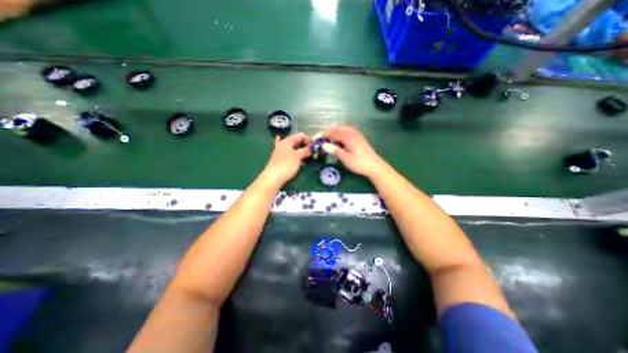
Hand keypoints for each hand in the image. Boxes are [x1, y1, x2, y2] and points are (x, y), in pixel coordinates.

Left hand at [262, 133, 311, 184]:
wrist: (273, 178)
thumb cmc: (286, 164)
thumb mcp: (298, 156)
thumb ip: (306, 150)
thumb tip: (312, 147)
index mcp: (288, 141)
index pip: (301, 135)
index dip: (309, 139)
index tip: (316, 146)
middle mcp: (284, 144)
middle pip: (297, 141)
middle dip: (306, 145)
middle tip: (313, 151)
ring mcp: (281, 152)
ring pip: (294, 148)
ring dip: (301, 150)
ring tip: (308, 155)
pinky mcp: (281, 160)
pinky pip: (290, 155)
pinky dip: (295, 154)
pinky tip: (295, 154)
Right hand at [324, 126, 387, 177]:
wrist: (375, 166)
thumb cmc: (359, 163)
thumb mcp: (345, 158)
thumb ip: (334, 150)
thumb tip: (323, 144)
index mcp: (348, 136)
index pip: (333, 132)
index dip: (324, 135)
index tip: (316, 139)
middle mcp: (352, 132)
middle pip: (337, 128)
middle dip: (328, 133)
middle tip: (322, 140)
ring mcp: (356, 134)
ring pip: (342, 129)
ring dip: (334, 133)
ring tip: (329, 142)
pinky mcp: (359, 138)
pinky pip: (347, 132)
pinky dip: (340, 135)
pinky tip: (339, 142)